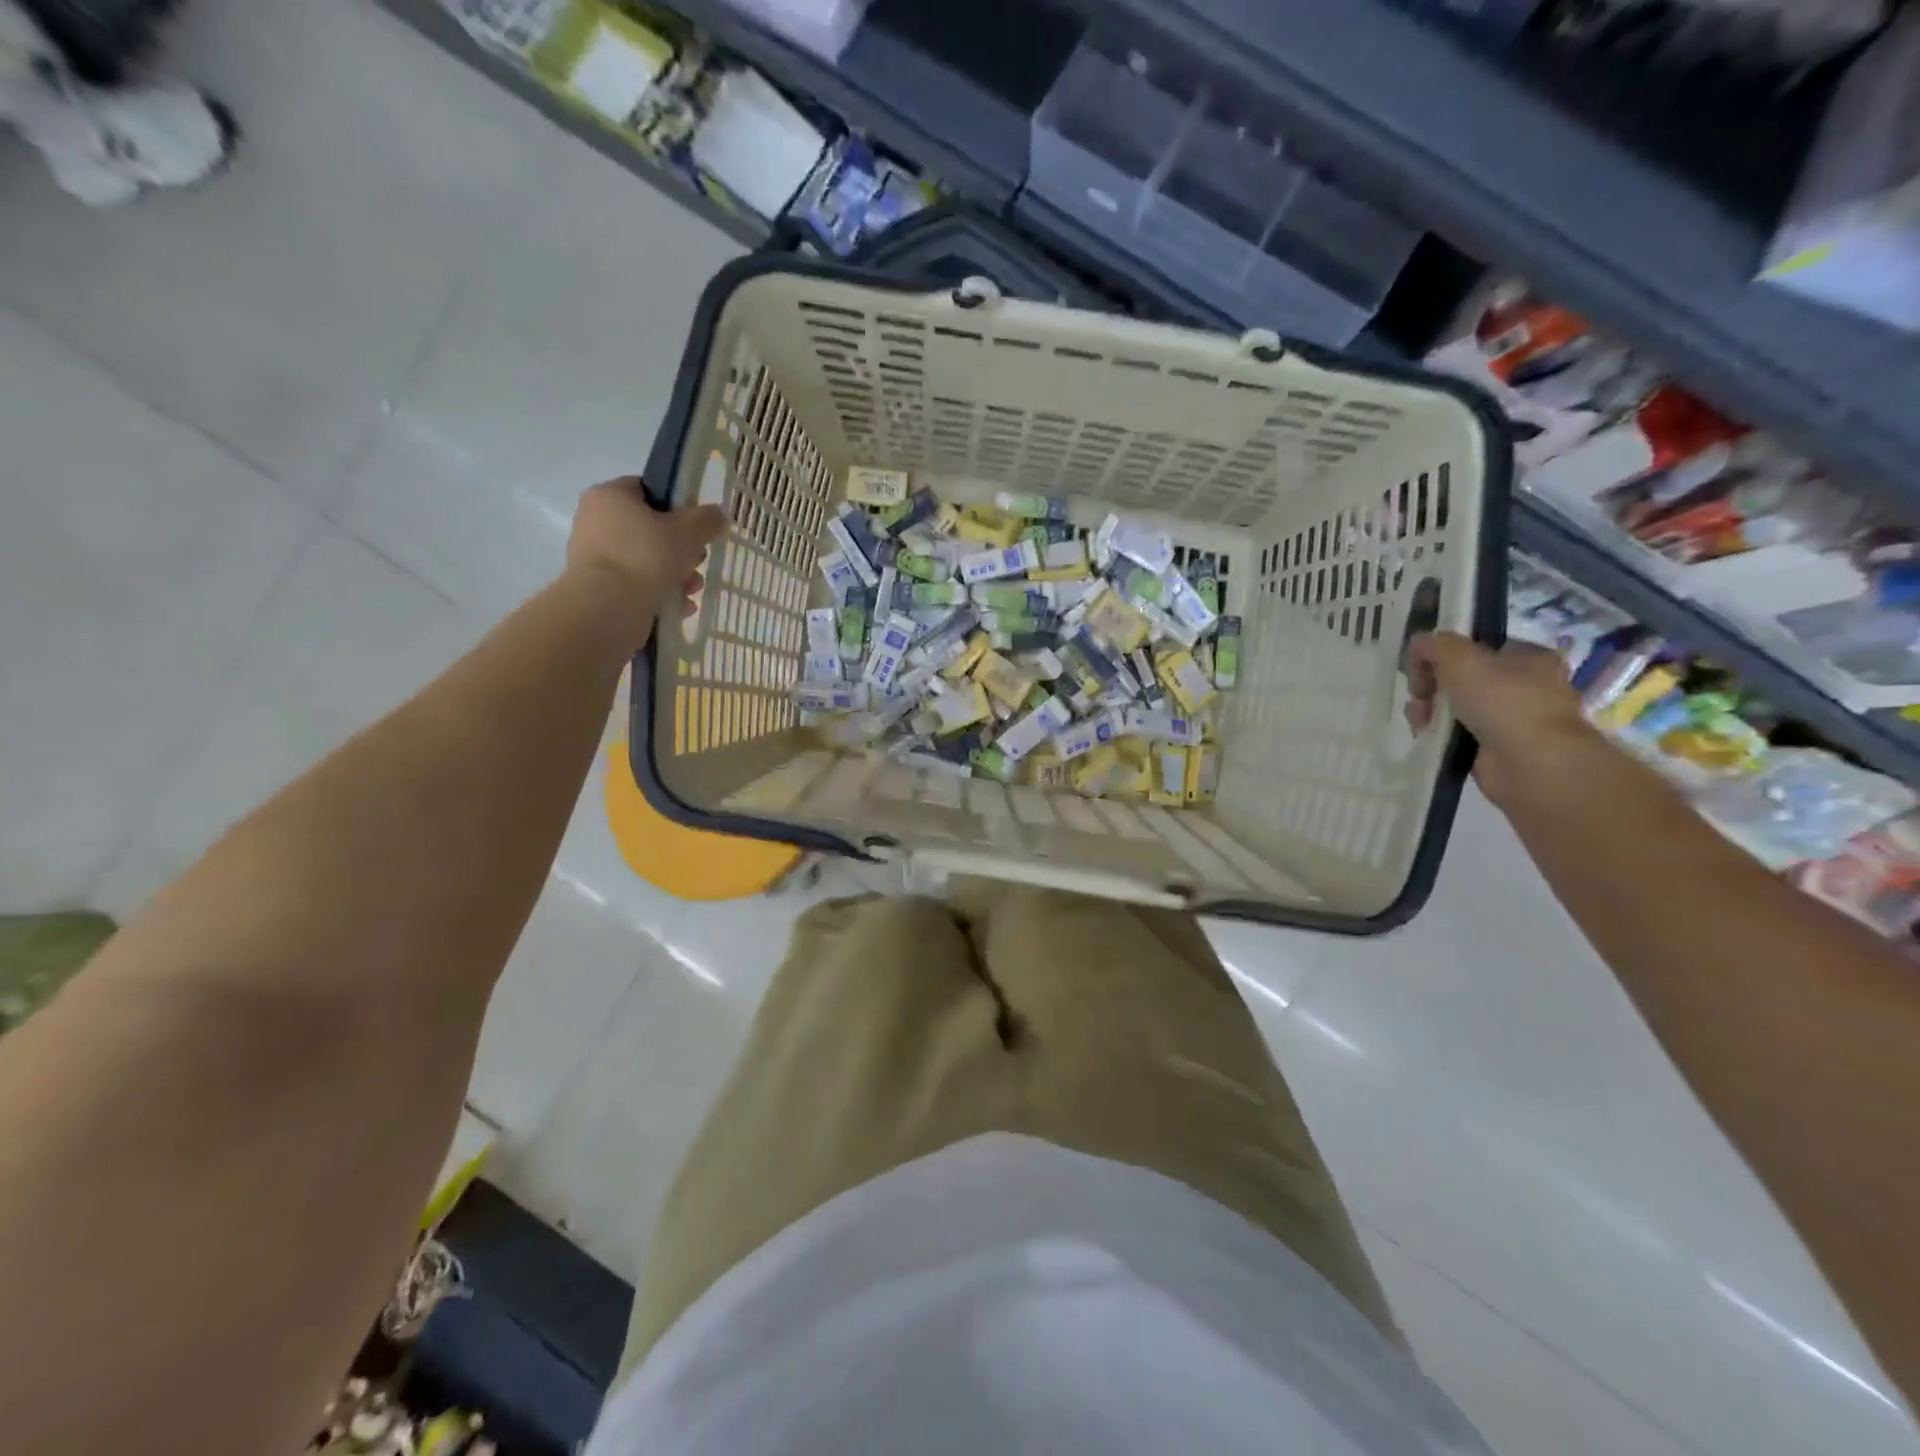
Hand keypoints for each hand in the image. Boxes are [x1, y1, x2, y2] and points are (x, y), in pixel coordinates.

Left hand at [566, 477, 726, 627]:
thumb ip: (707, 519)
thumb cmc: (646, 556)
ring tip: (692, 589)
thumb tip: (718, 515)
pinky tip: (681, 607)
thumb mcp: (688, 531)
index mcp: (611, 496)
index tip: (698, 526)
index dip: (678, 506)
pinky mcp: (601, 589)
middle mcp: (597, 522)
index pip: (648, 490)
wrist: (607, 609)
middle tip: (698, 561)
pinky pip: (639, 586)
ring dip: (677, 575)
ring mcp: (596, 558)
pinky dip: (661, 594)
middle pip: (651, 530)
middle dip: (682, 549)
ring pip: (648, 561)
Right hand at [1404, 631, 1598, 806]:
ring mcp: (1510, 719)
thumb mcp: (1462, 659)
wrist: (1531, 764)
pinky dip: (1437, 733)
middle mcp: (1524, 686)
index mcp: (1529, 658)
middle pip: (1461, 677)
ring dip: (1429, 709)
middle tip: (1419, 694)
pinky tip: (1425, 734)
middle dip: (1431, 684)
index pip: (1477, 647)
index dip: (1444, 654)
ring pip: (1455, 706)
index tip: (1422, 666)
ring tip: (1419, 719)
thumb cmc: (1504, 702)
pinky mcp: (1494, 748)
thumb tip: (1418, 645)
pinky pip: (1455, 733)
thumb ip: (1435, 645)